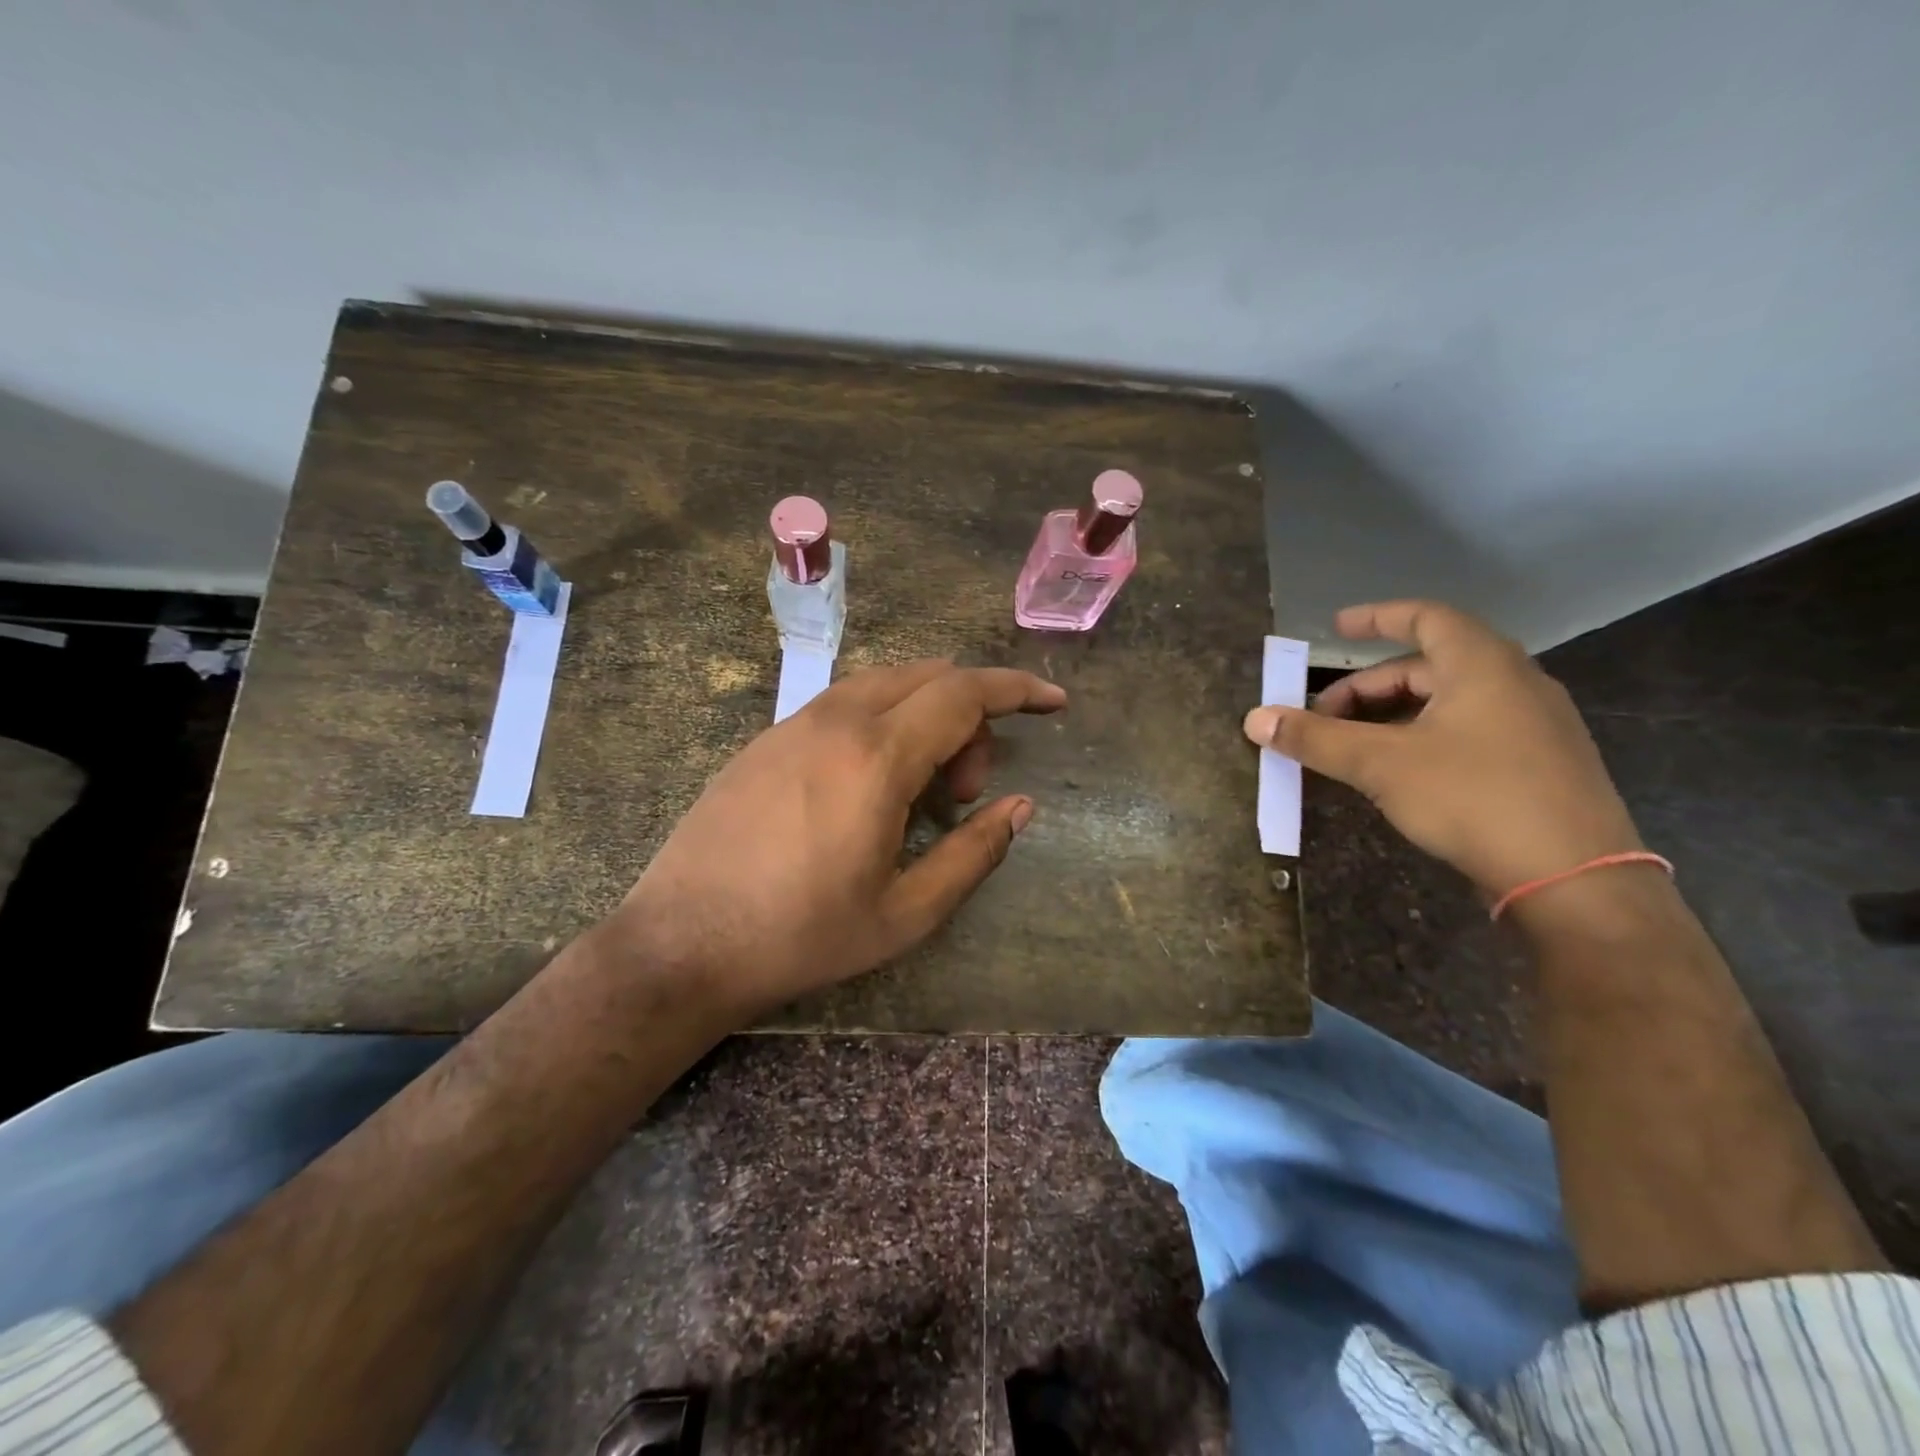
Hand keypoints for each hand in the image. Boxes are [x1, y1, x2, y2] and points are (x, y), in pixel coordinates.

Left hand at [609, 660, 1065, 1015]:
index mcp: (876, 757)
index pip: (965, 693)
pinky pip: (845, 704)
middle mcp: (835, 721)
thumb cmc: (801, 937)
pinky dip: (883, 722)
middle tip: (967, 791)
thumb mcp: (906, 914)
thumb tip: (1020, 807)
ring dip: (925, 716)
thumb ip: (973, 853)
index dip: (1018, 690)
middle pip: (928, 677)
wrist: (680, 943)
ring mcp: (793, 724)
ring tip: (923, 790)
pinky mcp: (766, 739)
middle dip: (971, 715)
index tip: (1055, 702)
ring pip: (884, 684)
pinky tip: (871, 785)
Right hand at [1243, 600, 1641, 898]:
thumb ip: (1316, 739)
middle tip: (1323, 717)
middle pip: (1428, 665)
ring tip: (1354, 746)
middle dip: (1367, 687)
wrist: (1577, 879)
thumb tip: (1255, 718)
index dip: (1376, 618)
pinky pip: (1470, 729)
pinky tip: (1402, 771)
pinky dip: (1424, 735)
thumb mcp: (1381, 765)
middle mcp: (1515, 682)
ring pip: (1449, 701)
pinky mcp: (1541, 763)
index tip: (1335, 628)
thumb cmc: (1473, 798)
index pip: (1424, 617)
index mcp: (1482, 665)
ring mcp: (1534, 724)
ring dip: (1393, 715)